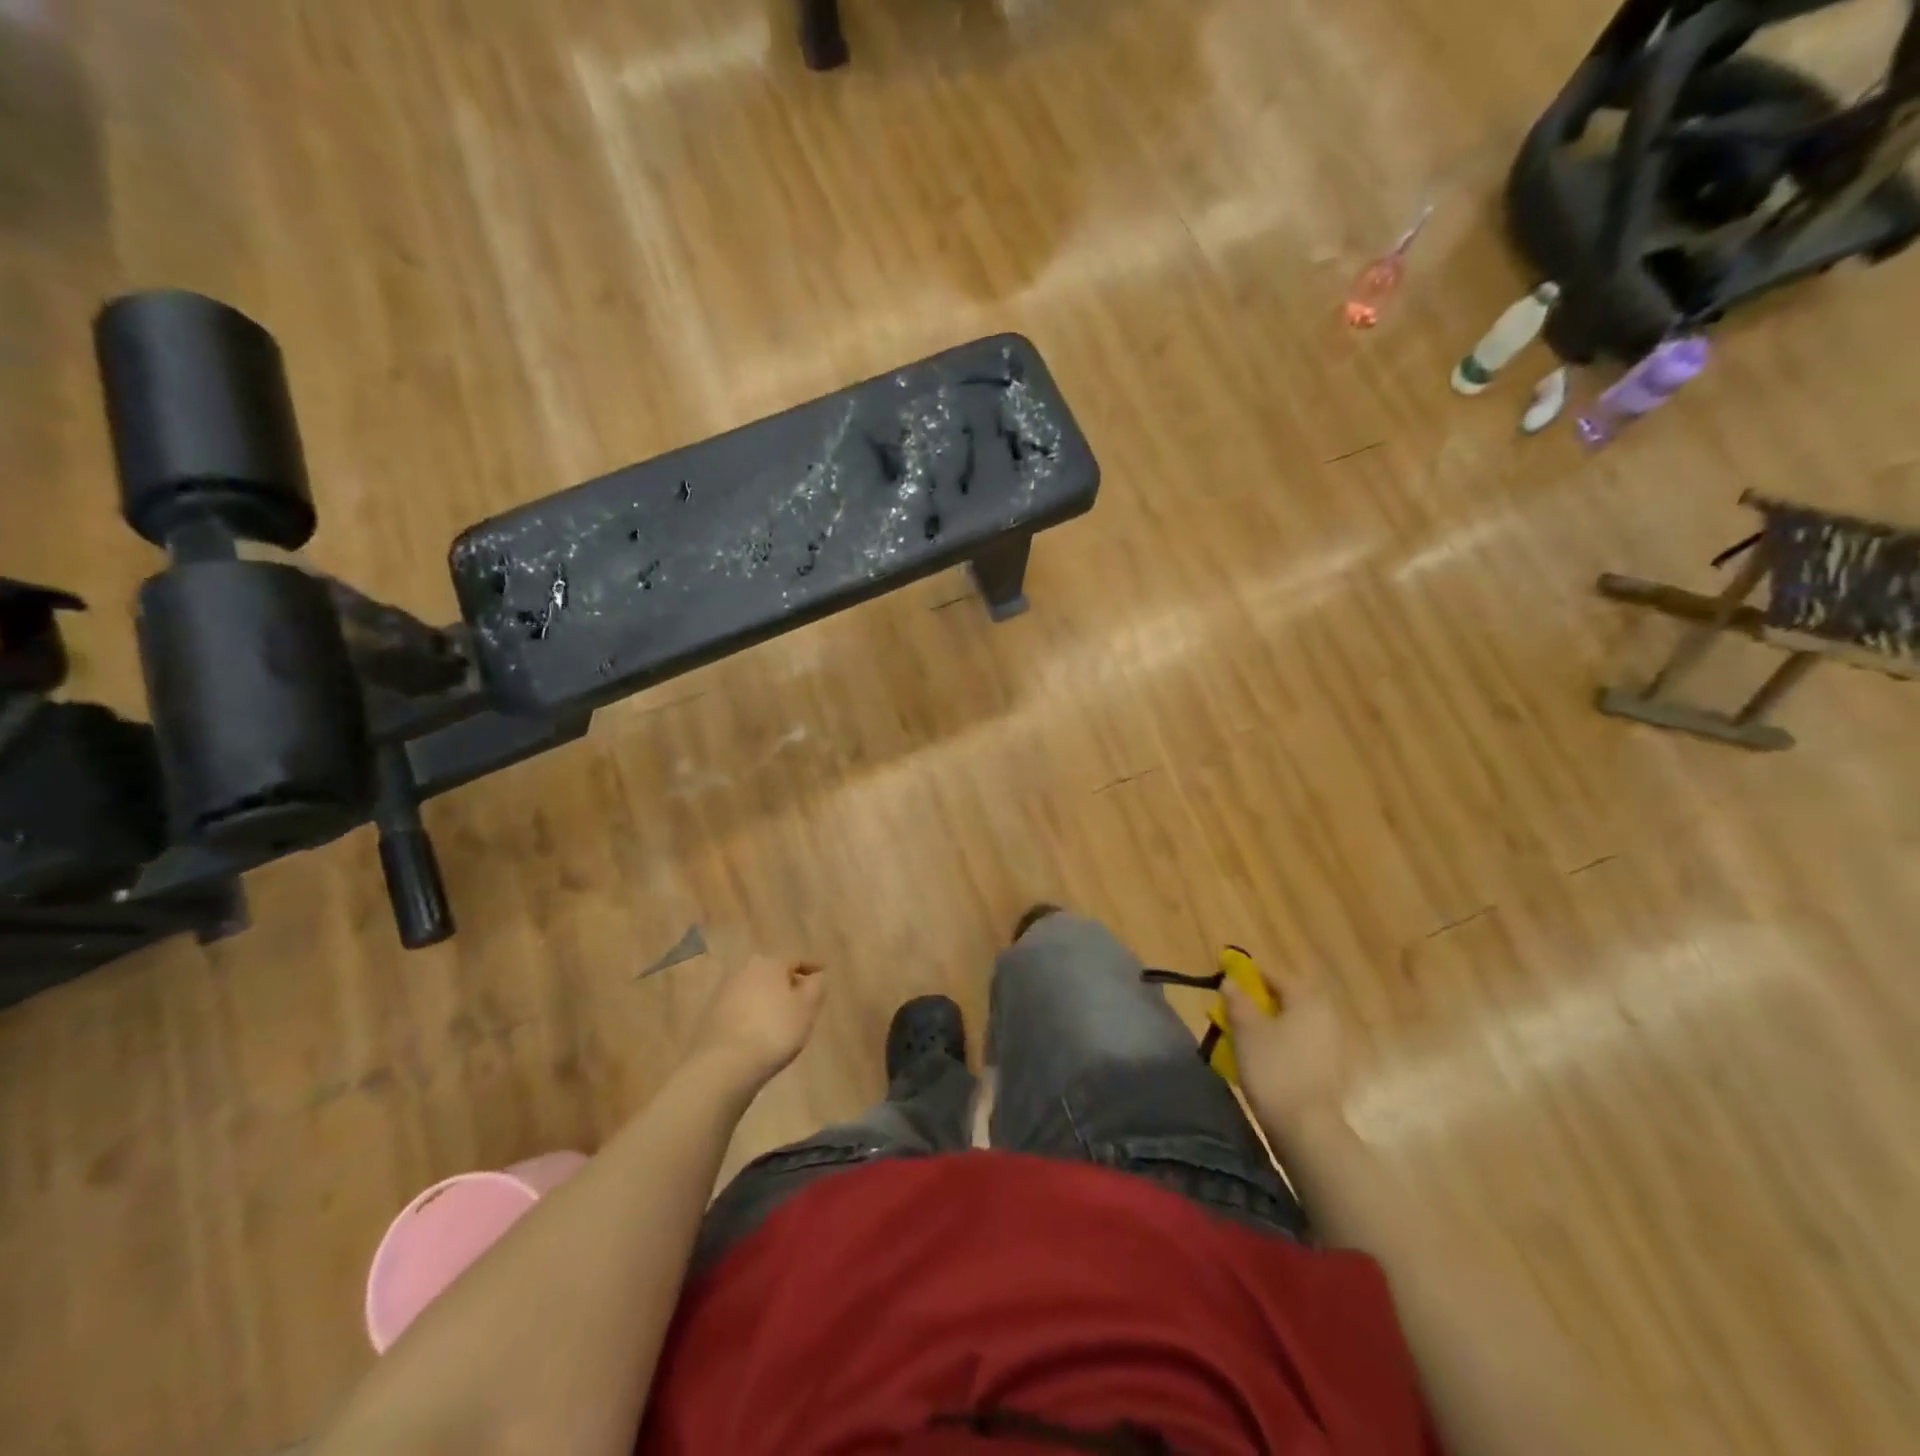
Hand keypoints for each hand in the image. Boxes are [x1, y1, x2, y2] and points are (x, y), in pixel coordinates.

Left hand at [684, 955, 826, 1087]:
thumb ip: (816, 987)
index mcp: (769, 963)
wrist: (723, 1064)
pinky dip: (751, 1013)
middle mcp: (744, 969)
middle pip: (772, 972)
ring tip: (780, 1016)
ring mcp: (723, 991)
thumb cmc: (774, 1031)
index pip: (796, 960)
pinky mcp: (710, 1014)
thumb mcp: (807, 1008)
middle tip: (801, 997)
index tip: (823, 973)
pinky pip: (739, 1007)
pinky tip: (757, 1030)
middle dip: (787, 982)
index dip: (811, 967)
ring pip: (754, 989)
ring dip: (767, 998)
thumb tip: (815, 977)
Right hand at [1223, 965, 1354, 1135]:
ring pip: (1292, 1023)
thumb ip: (1237, 1000)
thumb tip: (1231, 980)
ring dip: (1269, 1025)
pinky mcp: (1329, 1070)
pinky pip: (1299, 1045)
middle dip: (1258, 1003)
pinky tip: (1262, 1060)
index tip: (1227, 984)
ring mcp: (1331, 1045)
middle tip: (1233, 1013)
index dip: (1249, 976)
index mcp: (1307, 1000)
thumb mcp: (1245, 1029)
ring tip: (1243, 1039)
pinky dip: (1280, 1045)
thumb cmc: (1273, 1069)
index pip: (1275, 975)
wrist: (1306, 1128)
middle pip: (1286, 999)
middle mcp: (1324, 1016)